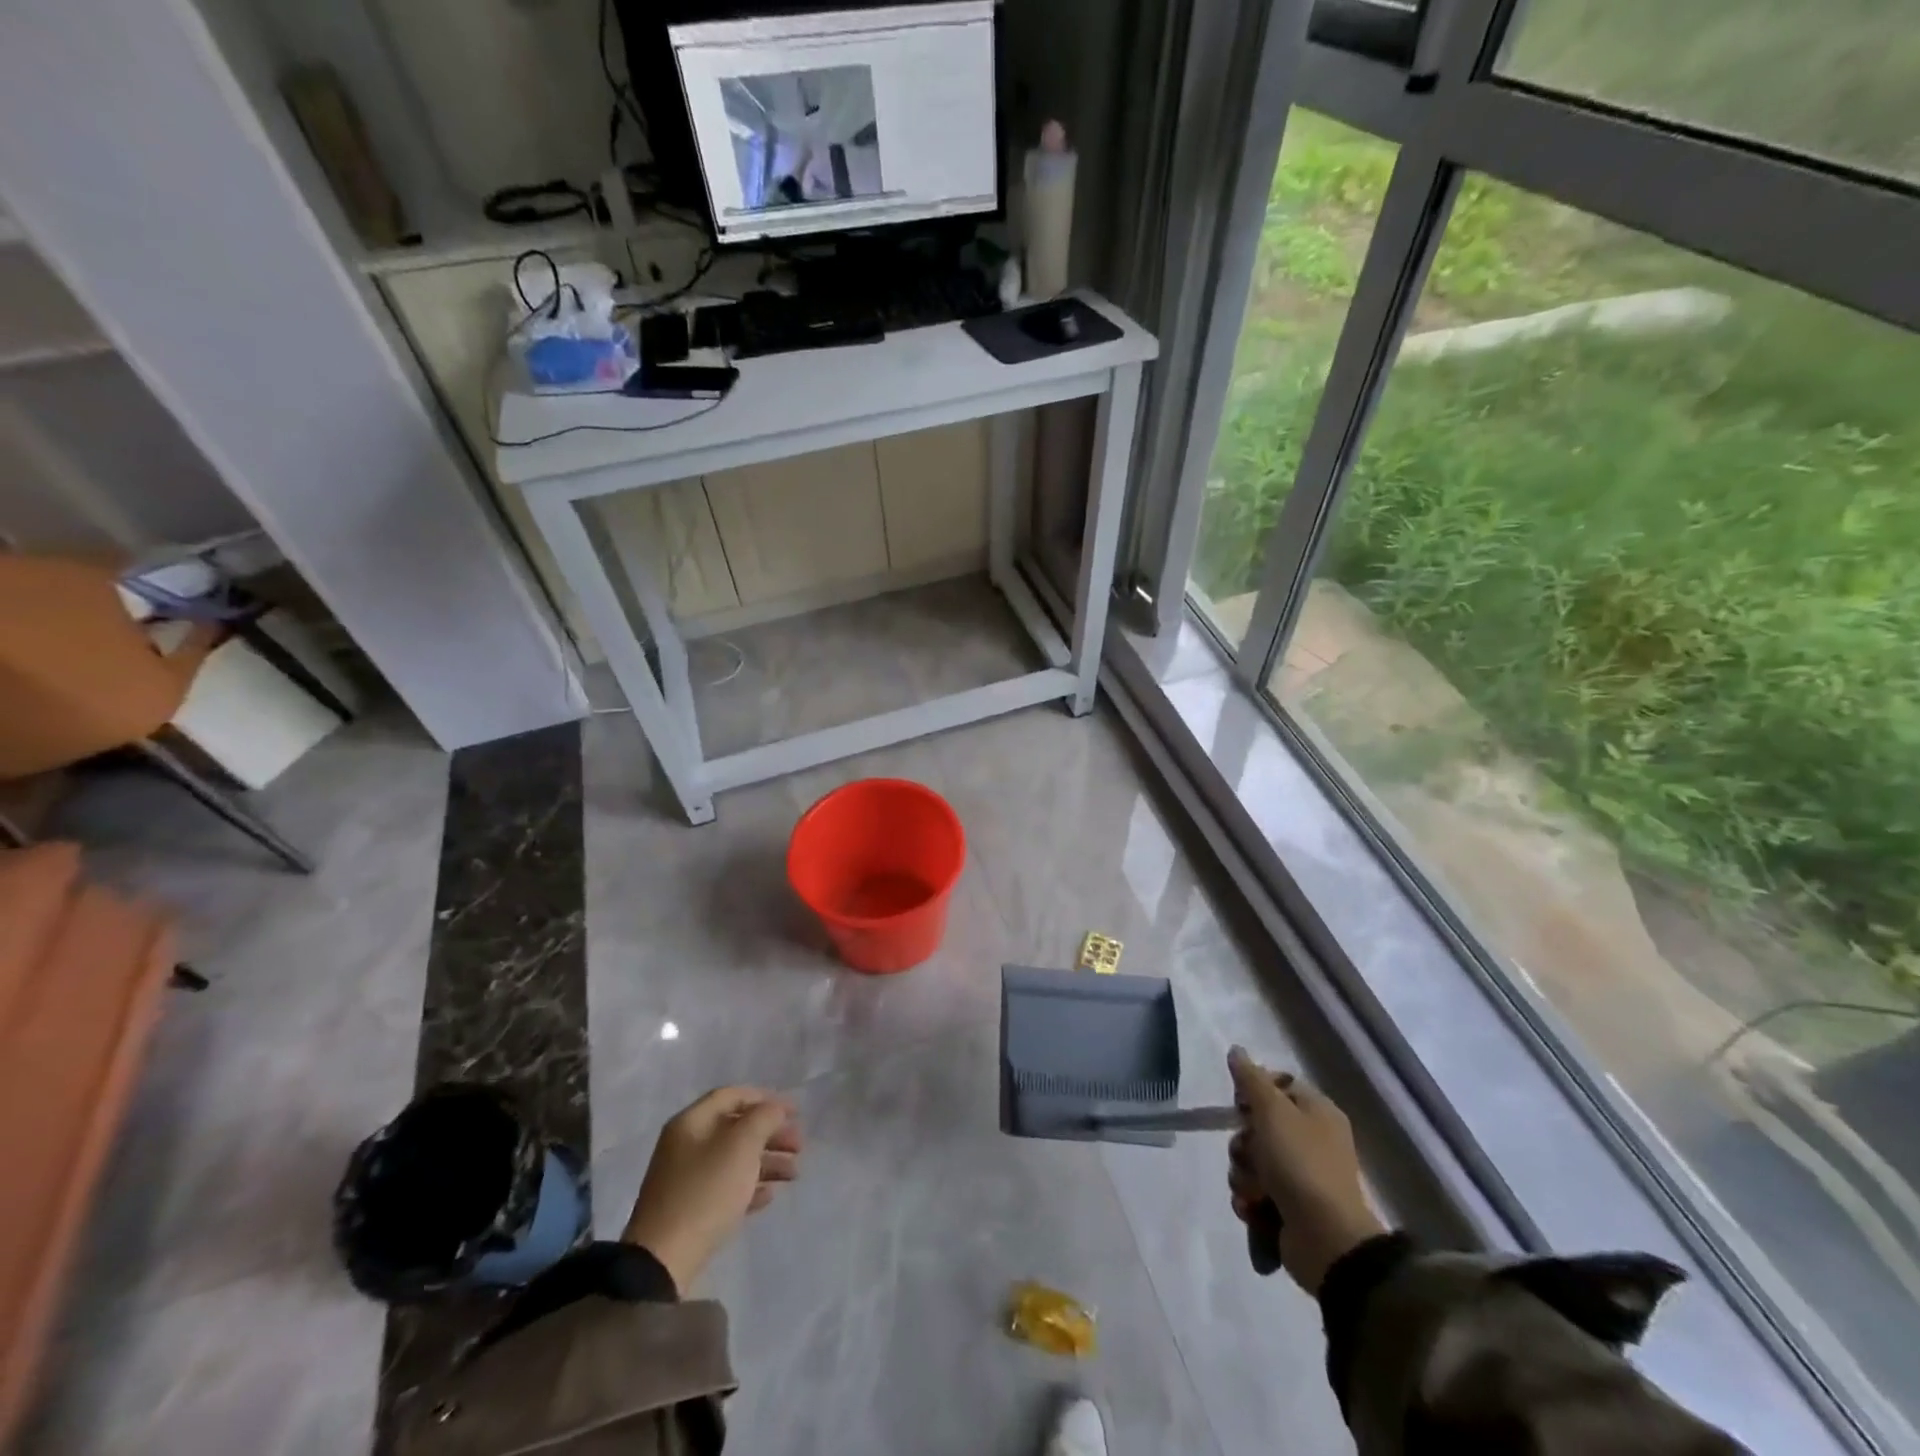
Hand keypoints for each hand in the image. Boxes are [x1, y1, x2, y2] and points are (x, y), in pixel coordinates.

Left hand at [621, 1087, 802, 1292]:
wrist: (663, 1261)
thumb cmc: (706, 1191)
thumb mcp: (741, 1146)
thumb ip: (764, 1118)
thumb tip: (774, 1109)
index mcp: (691, 1122)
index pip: (732, 1096)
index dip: (765, 1098)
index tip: (794, 1112)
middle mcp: (686, 1145)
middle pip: (736, 1128)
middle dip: (771, 1134)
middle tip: (800, 1146)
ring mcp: (686, 1179)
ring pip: (734, 1159)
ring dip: (767, 1162)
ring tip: (794, 1174)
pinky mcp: (690, 1210)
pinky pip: (726, 1188)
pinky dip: (749, 1186)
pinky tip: (769, 1196)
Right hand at [1227, 1047, 1386, 1294]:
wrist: (1326, 1240)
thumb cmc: (1301, 1164)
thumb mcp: (1272, 1111)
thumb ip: (1251, 1079)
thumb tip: (1236, 1049)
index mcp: (1317, 1112)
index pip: (1277, 1085)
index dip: (1253, 1093)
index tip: (1241, 1105)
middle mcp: (1311, 1140)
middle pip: (1257, 1125)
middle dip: (1244, 1142)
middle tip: (1249, 1153)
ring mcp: (1300, 1176)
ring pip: (1251, 1160)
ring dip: (1244, 1173)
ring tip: (1254, 1190)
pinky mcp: (1289, 1207)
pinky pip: (1254, 1191)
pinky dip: (1250, 1199)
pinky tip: (1254, 1207)